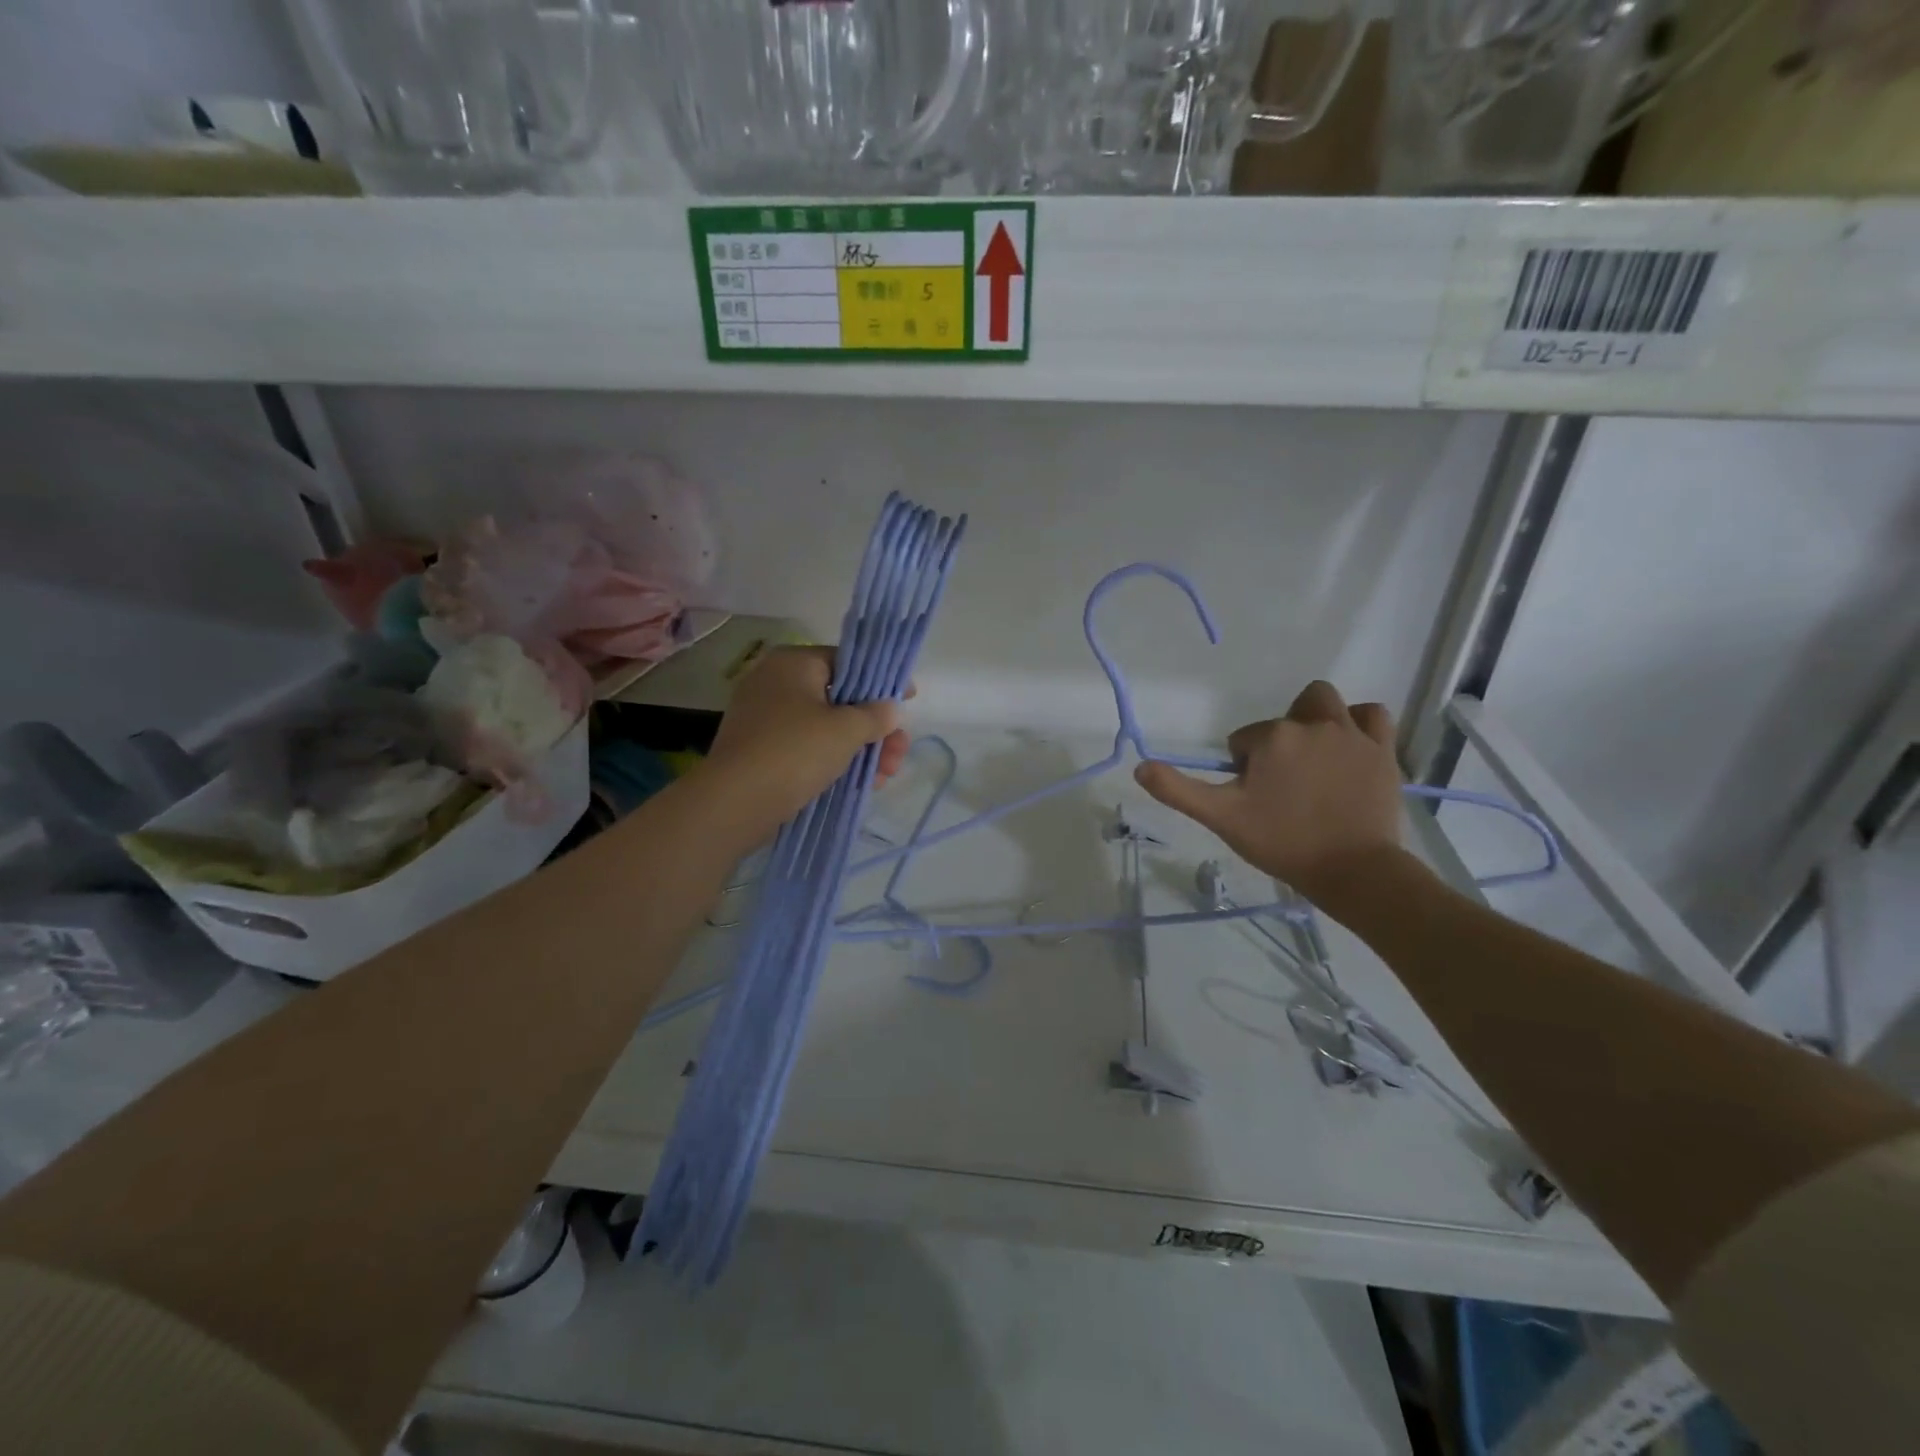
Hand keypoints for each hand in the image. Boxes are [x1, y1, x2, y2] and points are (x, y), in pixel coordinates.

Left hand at [700, 646, 909, 838]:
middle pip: (840, 699)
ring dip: (859, 749)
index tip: (908, 701)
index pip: (848, 662)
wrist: (734, 803)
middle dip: (874, 728)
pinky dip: (833, 760)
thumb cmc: (794, 751)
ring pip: (825, 727)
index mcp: (793, 663)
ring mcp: (764, 718)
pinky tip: (860, 784)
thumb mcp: (846, 730)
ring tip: (884, 777)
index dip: (882, 682)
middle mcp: (775, 682)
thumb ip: (876, 715)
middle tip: (897, 753)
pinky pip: (807, 747)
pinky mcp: (761, 750)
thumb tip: (892, 708)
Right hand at [1133, 681, 1407, 903]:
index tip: (1254, 797)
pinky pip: (1371, 715)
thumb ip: (1178, 790)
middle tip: (1282, 776)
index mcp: (1272, 738)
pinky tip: (1349, 746)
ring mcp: (1351, 734)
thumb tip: (1140, 767)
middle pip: (1286, 715)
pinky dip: (1358, 723)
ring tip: (1313, 757)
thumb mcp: (1222, 818)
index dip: (1243, 766)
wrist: (1353, 870)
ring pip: (1326, 703)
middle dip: (1279, 736)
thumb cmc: (1282, 842)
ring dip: (1315, 720)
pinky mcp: (1382, 750)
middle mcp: (1311, 724)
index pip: (1244, 739)